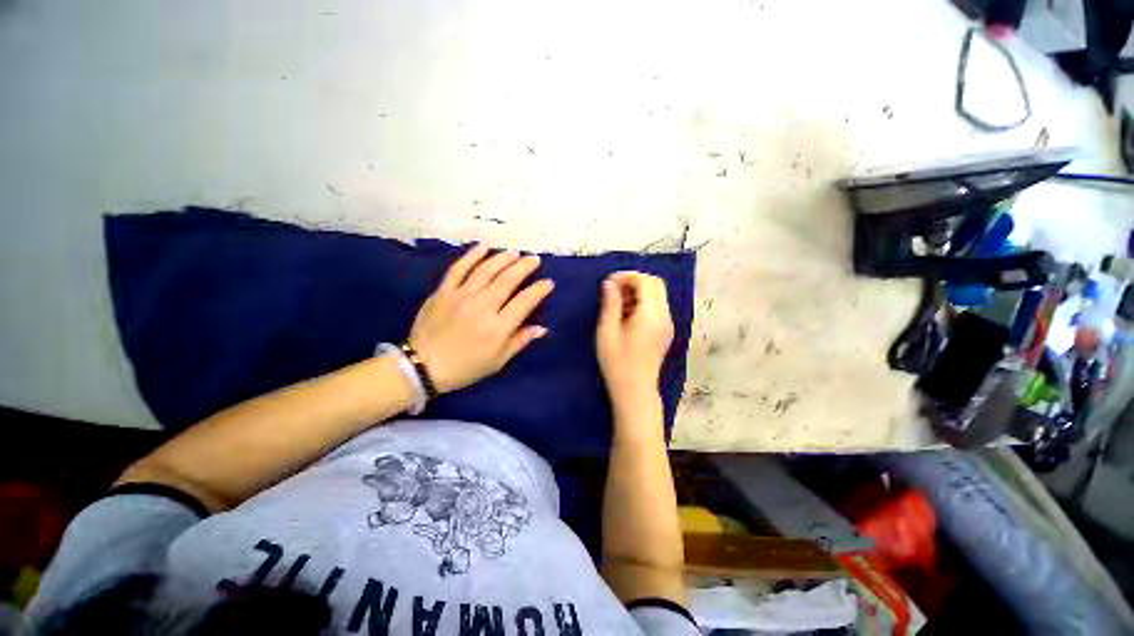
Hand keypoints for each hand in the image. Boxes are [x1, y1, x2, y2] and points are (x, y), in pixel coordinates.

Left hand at [409, 244, 554, 392]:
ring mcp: (461, 296)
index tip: (548, 282)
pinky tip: (483, 247)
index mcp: (497, 328)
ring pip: (486, 270)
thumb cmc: (466, 367)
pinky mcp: (443, 291)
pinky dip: (471, 256)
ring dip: (503, 258)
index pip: (524, 302)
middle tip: (534, 259)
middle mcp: (482, 307)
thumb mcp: (498, 361)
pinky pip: (458, 269)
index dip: (539, 290)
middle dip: (524, 267)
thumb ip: (520, 341)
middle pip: (507, 280)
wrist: (423, 366)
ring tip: (514, 252)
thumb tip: (542, 328)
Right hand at [597, 272, 674, 406]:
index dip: (627, 276)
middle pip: (656, 284)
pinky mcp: (665, 331)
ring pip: (657, 295)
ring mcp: (667, 324)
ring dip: (638, 292)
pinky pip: (656, 307)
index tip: (608, 283)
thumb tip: (609, 284)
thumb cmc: (617, 362)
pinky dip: (643, 303)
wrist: (635, 391)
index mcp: (651, 314)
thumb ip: (610, 304)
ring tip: (616, 303)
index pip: (646, 282)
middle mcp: (664, 315)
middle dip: (634, 281)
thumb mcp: (607, 331)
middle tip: (613, 290)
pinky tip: (626, 315)